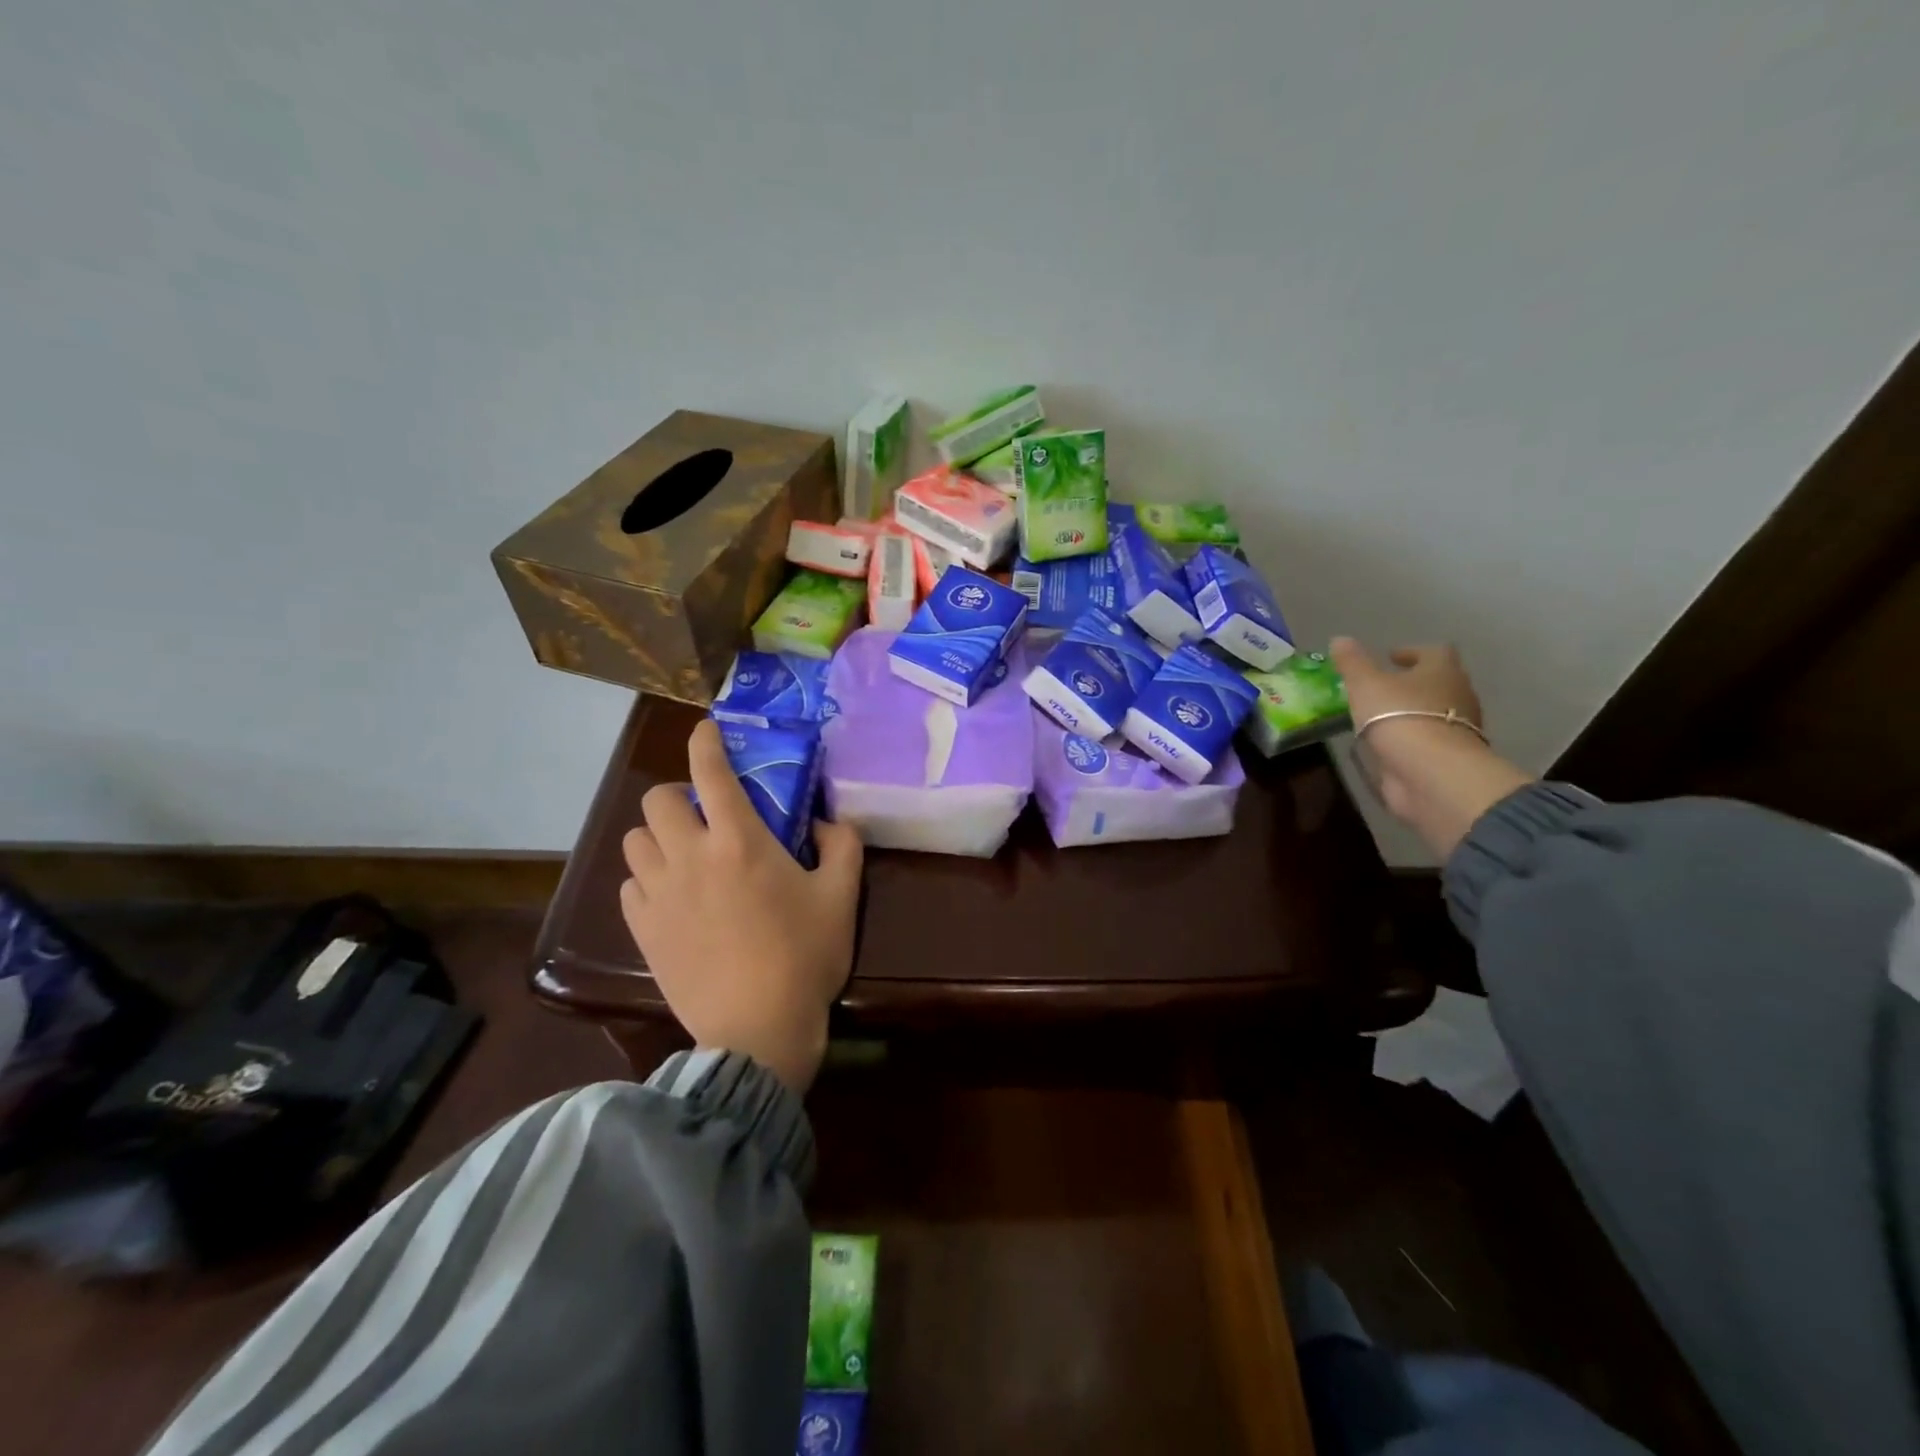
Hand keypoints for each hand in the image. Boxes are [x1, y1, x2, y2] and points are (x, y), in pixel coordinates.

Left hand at [619, 719, 862, 1094]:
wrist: (757, 1029)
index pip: (710, 771)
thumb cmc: (804, 957)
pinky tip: (672, 897)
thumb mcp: (842, 897)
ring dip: (659, 837)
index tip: (707, 731)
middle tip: (703, 816)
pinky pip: (630, 886)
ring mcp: (659, 894)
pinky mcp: (642, 929)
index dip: (705, 741)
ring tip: (684, 856)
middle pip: (656, 800)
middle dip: (676, 795)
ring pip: (635, 841)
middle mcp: (690, 856)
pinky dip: (647, 880)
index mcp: (739, 840)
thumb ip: (841, 845)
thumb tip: (825, 823)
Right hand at [1330, 638, 1533, 858]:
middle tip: (1383, 687)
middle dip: (1413, 683)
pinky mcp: (1448, 757)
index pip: (1434, 652)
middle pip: (1438, 682)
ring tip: (1380, 717)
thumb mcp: (1366, 684)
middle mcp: (1458, 695)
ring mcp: (1458, 728)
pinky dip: (1412, 738)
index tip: (1391, 657)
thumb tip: (1340, 639)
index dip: (1412, 652)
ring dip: (1412, 711)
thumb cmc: (1399, 716)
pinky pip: (1429, 739)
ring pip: (1435, 711)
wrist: (1430, 772)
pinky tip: (1389, 744)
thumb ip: (1352, 662)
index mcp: (1442, 671)